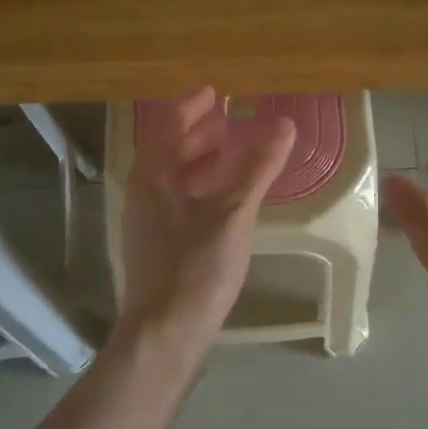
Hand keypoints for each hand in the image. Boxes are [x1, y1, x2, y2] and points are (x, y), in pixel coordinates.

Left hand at [117, 88, 296, 355]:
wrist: (166, 334)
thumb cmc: (196, 268)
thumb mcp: (233, 214)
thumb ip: (258, 168)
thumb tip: (284, 125)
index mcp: (152, 179)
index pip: (167, 127)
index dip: (190, 107)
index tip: (215, 93)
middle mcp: (143, 196)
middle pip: (167, 152)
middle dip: (196, 133)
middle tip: (227, 122)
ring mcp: (148, 224)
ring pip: (172, 180)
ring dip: (199, 161)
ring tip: (230, 154)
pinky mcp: (158, 248)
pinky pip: (178, 202)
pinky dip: (201, 189)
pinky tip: (225, 201)